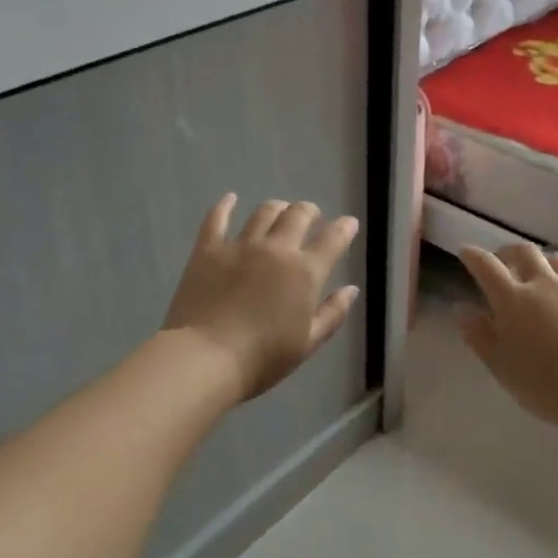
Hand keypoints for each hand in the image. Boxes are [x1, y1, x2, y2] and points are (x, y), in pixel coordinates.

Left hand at [163, 195, 360, 402]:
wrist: (206, 358)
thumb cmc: (263, 358)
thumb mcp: (308, 343)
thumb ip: (332, 313)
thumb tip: (351, 289)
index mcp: (305, 273)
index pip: (333, 240)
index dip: (344, 228)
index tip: (348, 223)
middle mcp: (276, 250)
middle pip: (298, 215)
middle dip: (309, 211)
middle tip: (310, 215)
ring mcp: (240, 246)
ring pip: (263, 213)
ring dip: (276, 208)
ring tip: (278, 209)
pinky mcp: (208, 249)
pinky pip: (217, 219)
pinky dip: (225, 206)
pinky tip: (230, 199)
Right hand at [458, 243, 557, 430]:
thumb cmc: (547, 384)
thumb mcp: (501, 367)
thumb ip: (479, 336)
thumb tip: (463, 310)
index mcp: (513, 300)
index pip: (486, 266)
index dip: (473, 256)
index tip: (466, 252)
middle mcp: (544, 284)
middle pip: (525, 251)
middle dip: (510, 252)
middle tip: (504, 262)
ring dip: (545, 264)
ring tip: (542, 277)